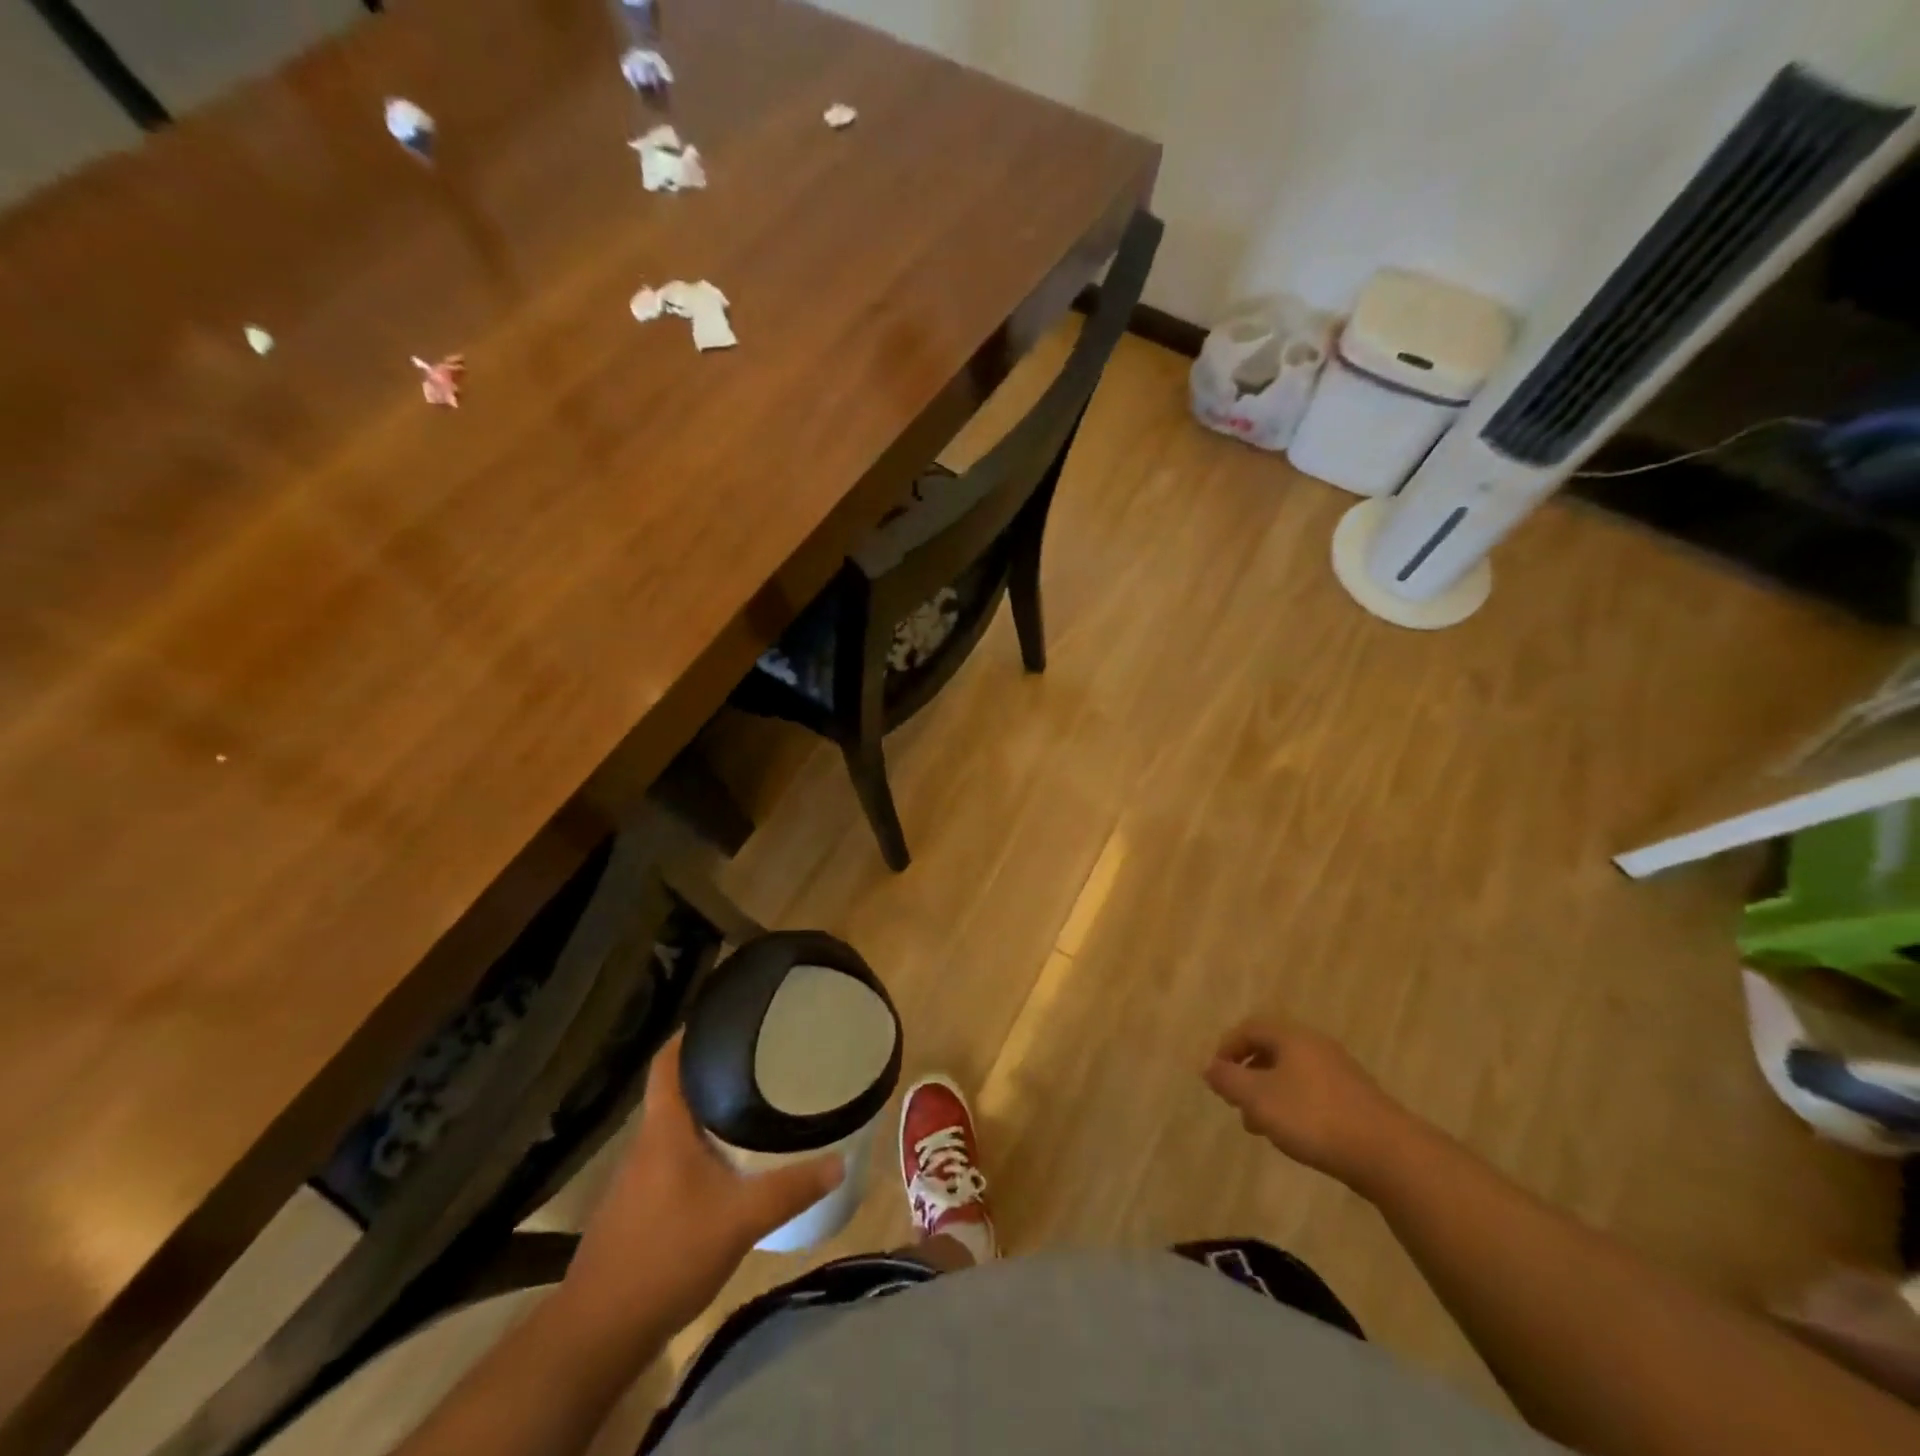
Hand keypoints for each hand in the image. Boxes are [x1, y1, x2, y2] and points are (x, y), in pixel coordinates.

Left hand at [562, 1034, 843, 1337]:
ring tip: (749, 1104)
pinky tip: (725, 1166)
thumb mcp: (741, 1219)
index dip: (689, 1033)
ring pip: (674, 1128)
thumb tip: (840, 1161)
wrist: (598, 1333)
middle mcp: (645, 1144)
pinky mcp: (636, 1210)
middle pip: (675, 1091)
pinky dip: (697, 1149)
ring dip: (706, 1114)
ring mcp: (636, 1180)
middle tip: (757, 1059)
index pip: (667, 1062)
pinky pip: (670, 1160)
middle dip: (711, 1072)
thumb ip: (791, 1188)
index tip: (723, 1015)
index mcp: (664, 1130)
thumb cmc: (667, 1256)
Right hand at [1203, 1018, 1422, 1193]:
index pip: (1249, 1028)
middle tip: (1237, 1103)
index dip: (1227, 1048)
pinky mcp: (1356, 1099)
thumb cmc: (1313, 1117)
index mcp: (1292, 1037)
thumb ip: (1229, 1081)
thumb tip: (1209, 1068)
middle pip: (1271, 1050)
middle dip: (1248, 1075)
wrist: (1388, 1153)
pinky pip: (1313, 1092)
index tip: (1217, 1077)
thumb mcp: (1258, 1098)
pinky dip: (1294, 1106)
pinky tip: (1295, 1135)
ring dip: (1270, 1095)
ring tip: (1262, 1127)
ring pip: (1292, 1074)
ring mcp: (1340, 1072)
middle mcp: (1316, 1046)